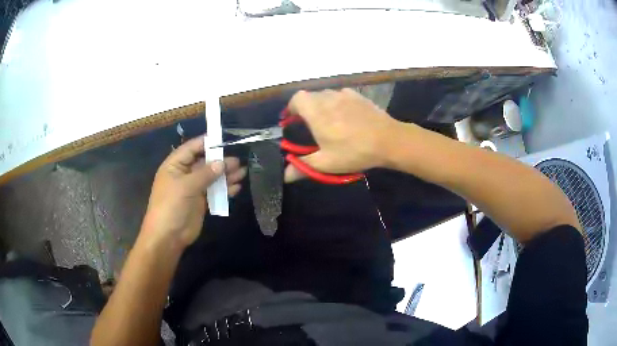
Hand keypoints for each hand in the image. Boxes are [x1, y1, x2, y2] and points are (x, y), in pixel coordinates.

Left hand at [142, 135, 246, 248]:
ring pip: (211, 178)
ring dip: (226, 175)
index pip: (192, 148)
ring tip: (243, 172)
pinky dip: (225, 190)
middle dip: (221, 161)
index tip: (225, 140)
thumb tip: (223, 162)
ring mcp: (193, 188)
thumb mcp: (187, 186)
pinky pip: (214, 192)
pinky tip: (236, 188)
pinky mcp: (200, 202)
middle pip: (204, 163)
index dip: (207, 143)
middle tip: (239, 161)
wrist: (168, 236)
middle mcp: (184, 174)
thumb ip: (205, 173)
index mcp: (175, 165)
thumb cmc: (171, 205)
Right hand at [284, 88, 399, 181]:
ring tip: (328, 121)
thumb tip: (285, 175)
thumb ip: (303, 167)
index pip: (296, 99)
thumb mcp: (327, 163)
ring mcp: (345, 94)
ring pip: (326, 95)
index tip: (291, 121)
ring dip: (321, 105)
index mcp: (316, 112)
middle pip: (310, 96)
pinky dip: (337, 103)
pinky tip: (345, 116)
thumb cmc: (355, 151)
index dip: (291, 108)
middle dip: (305, 108)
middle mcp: (328, 98)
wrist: (389, 140)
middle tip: (309, 126)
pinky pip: (341, 95)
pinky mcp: (359, 96)